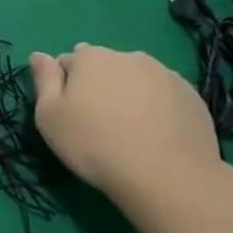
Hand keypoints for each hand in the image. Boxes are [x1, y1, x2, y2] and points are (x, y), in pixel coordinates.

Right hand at [29, 44, 219, 204]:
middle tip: (100, 122)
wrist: (167, 177)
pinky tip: (158, 135)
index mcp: (91, 57)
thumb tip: (39, 55)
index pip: (69, 61)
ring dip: (130, 94)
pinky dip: (158, 107)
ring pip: (137, 79)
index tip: (71, 113)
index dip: (66, 86)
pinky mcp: (193, 97)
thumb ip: (43, 80)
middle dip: (99, 85)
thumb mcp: (50, 116)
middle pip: (105, 66)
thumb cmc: (95, 145)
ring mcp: (165, 75)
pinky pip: (166, 95)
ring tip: (132, 130)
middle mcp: (128, 56)